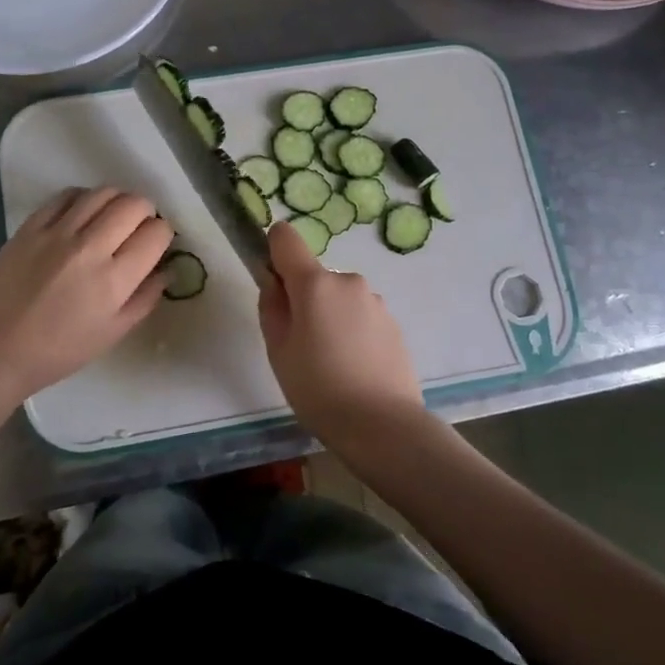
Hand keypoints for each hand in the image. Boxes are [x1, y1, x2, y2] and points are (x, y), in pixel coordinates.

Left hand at [0, 187, 173, 398]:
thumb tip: (166, 269)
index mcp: (114, 280)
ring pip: (103, 192)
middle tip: (138, 227)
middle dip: (146, 212)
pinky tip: (83, 213)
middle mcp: (90, 247)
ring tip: (113, 216)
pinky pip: (67, 195)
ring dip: (118, 200)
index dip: (163, 235)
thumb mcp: (113, 333)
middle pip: (134, 204)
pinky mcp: (31, 226)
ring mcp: (58, 232)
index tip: (155, 244)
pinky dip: (84, 198)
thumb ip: (145, 298)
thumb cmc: (59, 350)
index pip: (156, 233)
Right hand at [257, 219, 425, 436]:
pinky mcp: (393, 323)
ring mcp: (375, 301)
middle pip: (314, 276)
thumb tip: (274, 283)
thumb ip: (271, 307)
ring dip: (329, 317)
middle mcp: (348, 281)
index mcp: (315, 283)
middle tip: (299, 344)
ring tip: (329, 364)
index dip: (273, 249)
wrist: (383, 426)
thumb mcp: (279, 351)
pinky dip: (351, 332)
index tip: (271, 280)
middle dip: (303, 299)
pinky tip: (353, 369)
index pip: (286, 239)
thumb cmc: (318, 389)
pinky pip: (360, 317)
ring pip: (339, 298)